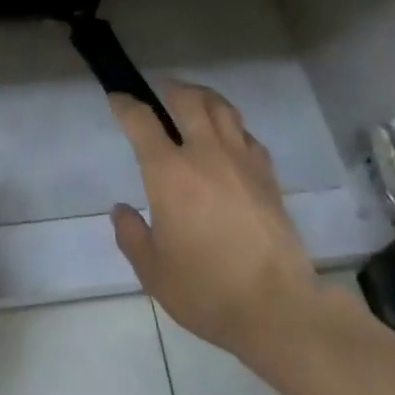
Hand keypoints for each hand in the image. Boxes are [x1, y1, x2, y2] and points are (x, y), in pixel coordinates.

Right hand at [110, 82, 321, 366]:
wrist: (276, 307)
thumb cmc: (205, 289)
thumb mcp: (153, 271)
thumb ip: (131, 235)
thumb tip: (121, 210)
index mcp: (169, 172)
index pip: (142, 122)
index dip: (125, 104)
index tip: (117, 97)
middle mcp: (205, 154)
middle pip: (189, 100)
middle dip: (170, 88)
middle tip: (160, 89)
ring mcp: (241, 161)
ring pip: (222, 108)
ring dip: (204, 97)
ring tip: (194, 100)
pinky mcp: (267, 175)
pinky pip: (246, 135)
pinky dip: (232, 127)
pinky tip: (229, 139)